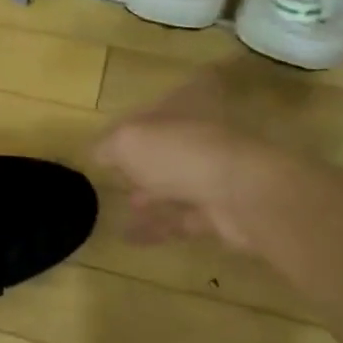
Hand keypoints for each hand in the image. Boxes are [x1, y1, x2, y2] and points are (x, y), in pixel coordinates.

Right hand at [92, 67, 308, 254]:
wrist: (244, 195)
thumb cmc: (181, 152)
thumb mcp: (128, 141)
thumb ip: (109, 146)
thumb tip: (98, 154)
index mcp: (184, 105)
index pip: (153, 108)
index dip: (130, 123)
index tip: (109, 142)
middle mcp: (202, 134)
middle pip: (167, 146)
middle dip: (142, 162)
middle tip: (116, 177)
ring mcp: (216, 172)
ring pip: (176, 182)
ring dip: (149, 196)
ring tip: (122, 207)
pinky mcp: (222, 209)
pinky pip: (183, 217)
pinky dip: (158, 227)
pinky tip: (131, 237)